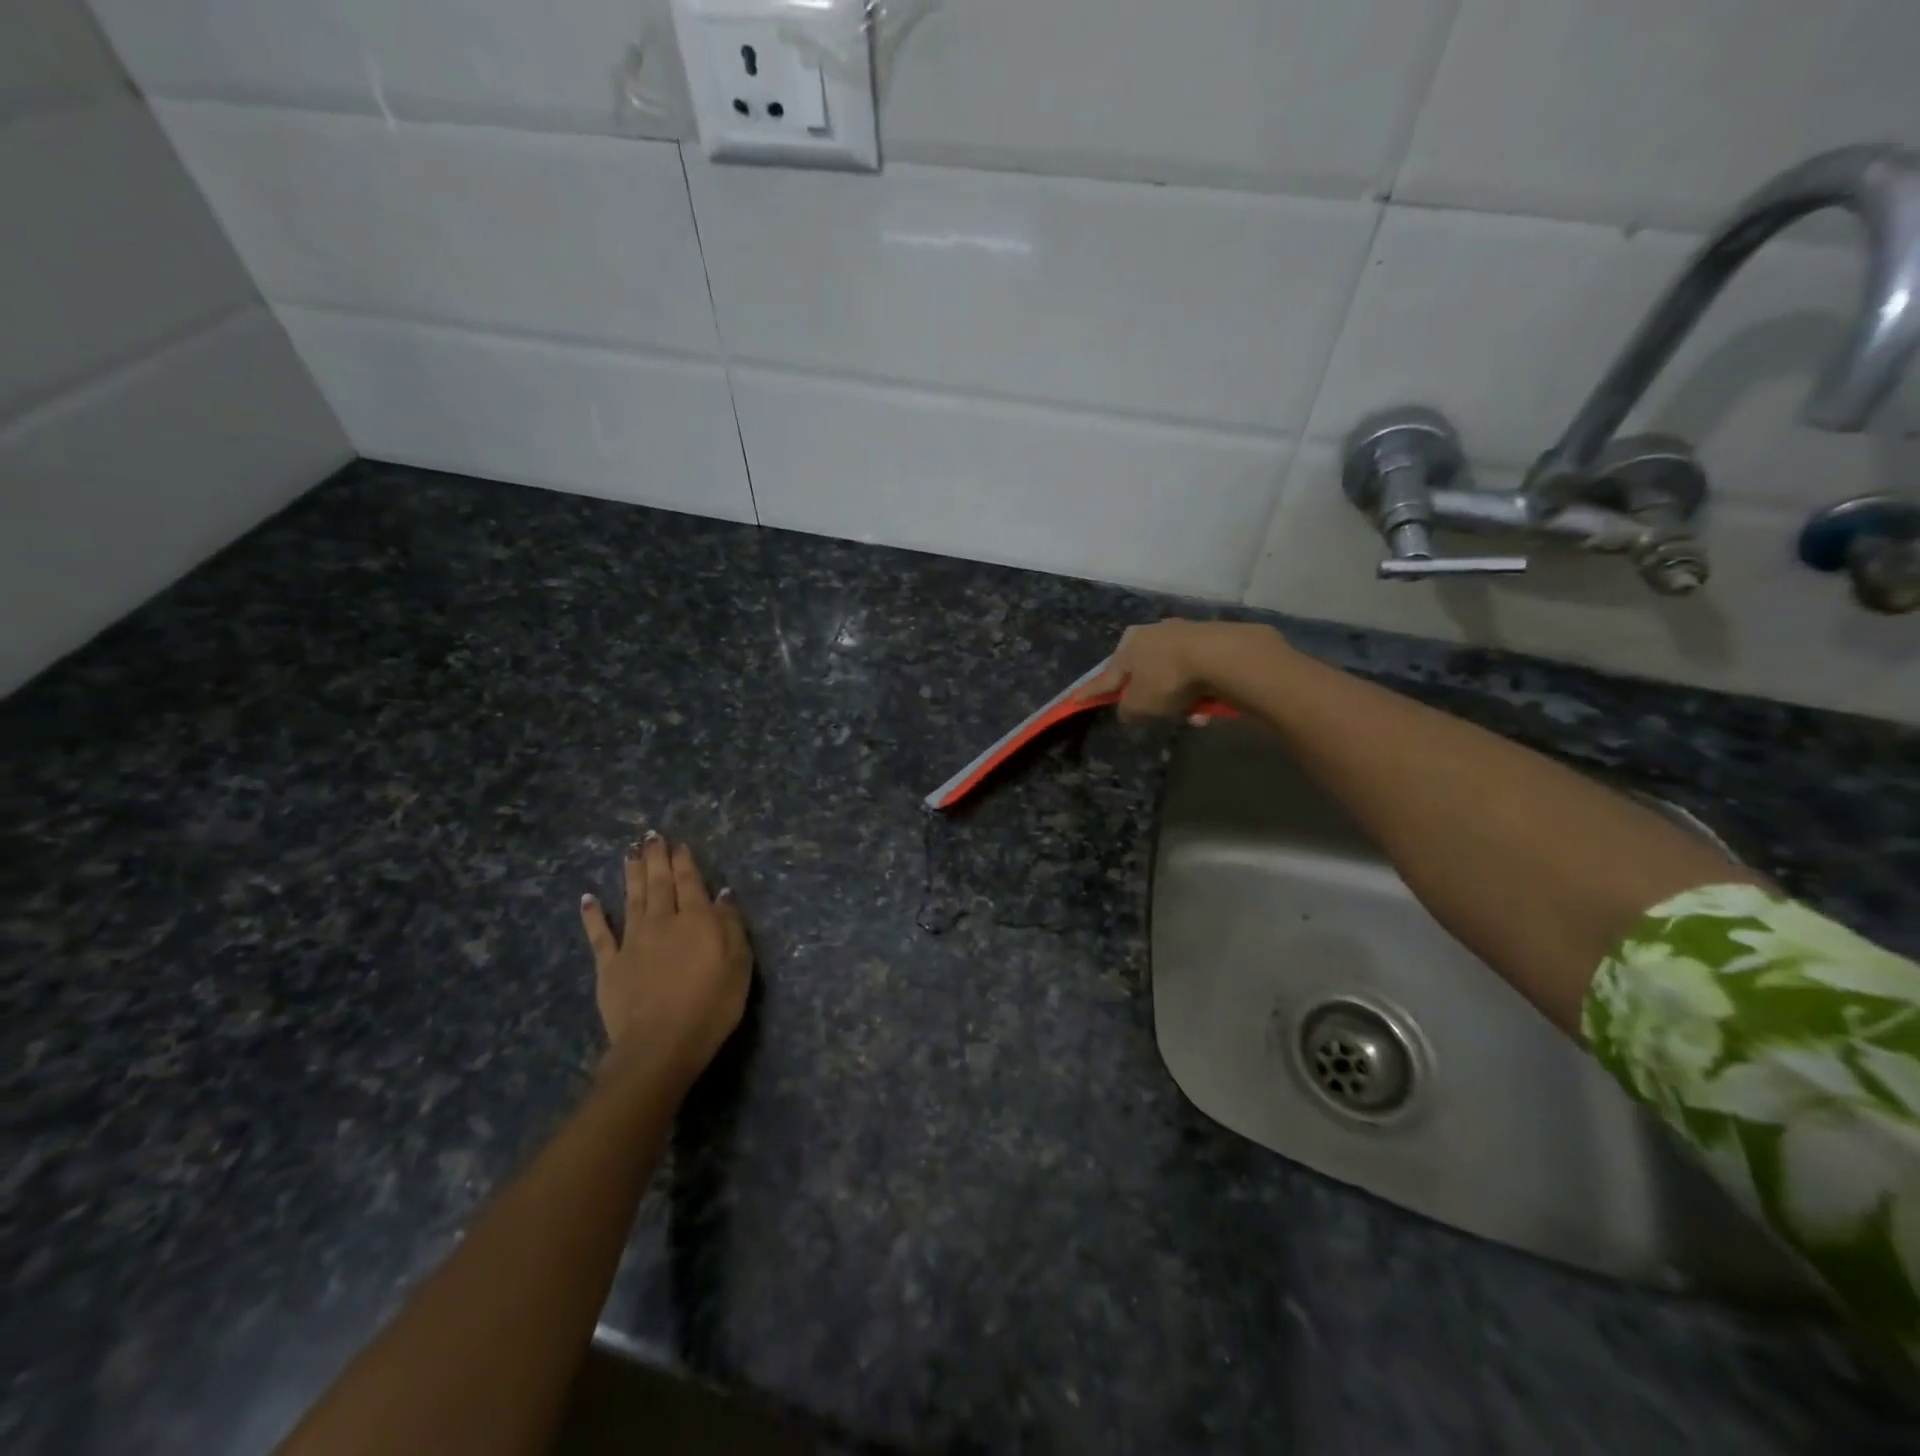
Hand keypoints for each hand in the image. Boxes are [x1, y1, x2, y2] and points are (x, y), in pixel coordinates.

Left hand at [579, 833, 751, 1087]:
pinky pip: (600, 935)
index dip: (684, 861)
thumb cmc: (712, 1005)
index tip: (678, 843)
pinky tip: (588, 898)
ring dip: (631, 874)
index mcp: (696, 920)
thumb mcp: (739, 964)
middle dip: (656, 858)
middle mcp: (662, 922)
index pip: (690, 882)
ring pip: (632, 899)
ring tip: (629, 852)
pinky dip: (593, 914)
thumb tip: (722, 894)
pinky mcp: (610, 965)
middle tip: (651, 835)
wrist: (661, 1044)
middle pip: (659, 883)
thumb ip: (731, 925)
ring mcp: (632, 942)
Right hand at [1079, 620, 1284, 722]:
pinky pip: (1196, 674)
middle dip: (1146, 694)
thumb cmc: (1168, 678)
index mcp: (1128, 644)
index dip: (1092, 692)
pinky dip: (1197, 691)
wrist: (1221, 656)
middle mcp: (1152, 633)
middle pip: (1142, 672)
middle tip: (1149, 711)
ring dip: (1176, 697)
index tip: (1076, 699)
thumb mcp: (1140, 703)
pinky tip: (1206, 708)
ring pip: (1172, 675)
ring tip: (1189, 715)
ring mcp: (1184, 634)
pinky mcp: (1211, 641)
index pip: (1106, 675)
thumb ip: (1127, 709)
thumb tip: (1127, 710)